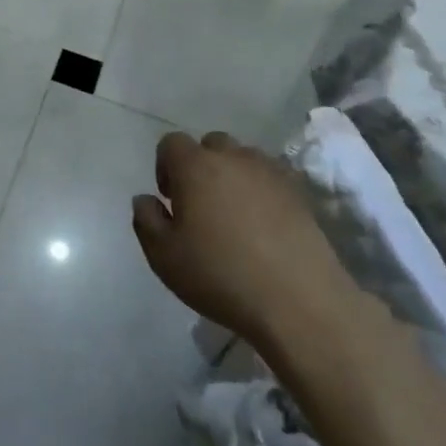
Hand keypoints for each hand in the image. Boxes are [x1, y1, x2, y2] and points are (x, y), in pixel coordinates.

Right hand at [132, 131, 358, 365]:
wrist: (300, 302)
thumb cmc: (221, 276)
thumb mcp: (164, 256)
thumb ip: (146, 220)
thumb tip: (145, 199)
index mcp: (195, 166)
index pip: (171, 143)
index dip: (165, 166)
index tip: (170, 200)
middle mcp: (232, 158)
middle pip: (211, 144)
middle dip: (201, 166)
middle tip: (201, 205)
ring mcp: (270, 173)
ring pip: (244, 159)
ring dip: (233, 176)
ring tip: (235, 215)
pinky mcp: (300, 195)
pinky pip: (271, 179)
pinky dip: (262, 192)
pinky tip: (263, 226)